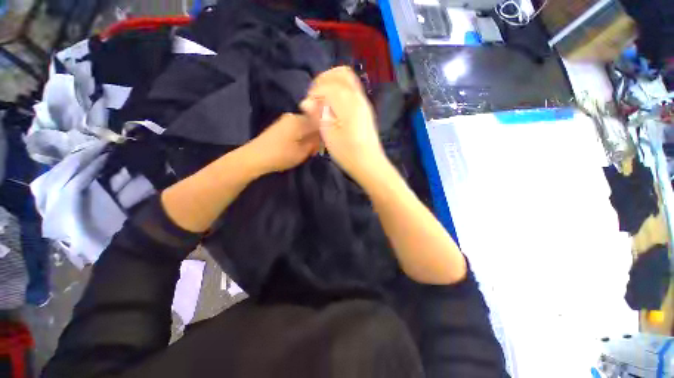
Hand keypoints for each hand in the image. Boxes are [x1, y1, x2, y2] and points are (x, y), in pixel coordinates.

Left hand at [245, 112, 320, 175]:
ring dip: (308, 138)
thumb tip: (321, 138)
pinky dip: (300, 137)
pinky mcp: (280, 126)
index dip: (324, 135)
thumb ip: (315, 143)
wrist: (255, 157)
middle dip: (315, 137)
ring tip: (307, 151)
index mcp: (300, 120)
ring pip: (304, 127)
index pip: (319, 123)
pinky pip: (296, 129)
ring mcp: (285, 121)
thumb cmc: (281, 155)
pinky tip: (298, 147)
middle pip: (311, 124)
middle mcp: (293, 116)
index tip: (323, 146)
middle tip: (315, 150)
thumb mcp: (303, 152)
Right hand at [301, 66, 388, 183]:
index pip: (327, 85)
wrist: (369, 163)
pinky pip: (352, 90)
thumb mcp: (329, 136)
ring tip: (323, 100)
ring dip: (332, 84)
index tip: (308, 107)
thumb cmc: (347, 153)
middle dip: (323, 81)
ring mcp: (363, 102)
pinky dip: (340, 91)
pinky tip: (334, 106)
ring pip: (348, 80)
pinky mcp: (365, 109)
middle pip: (340, 74)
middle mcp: (358, 97)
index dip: (314, 93)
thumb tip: (306, 102)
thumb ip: (318, 115)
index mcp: (348, 103)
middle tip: (315, 97)